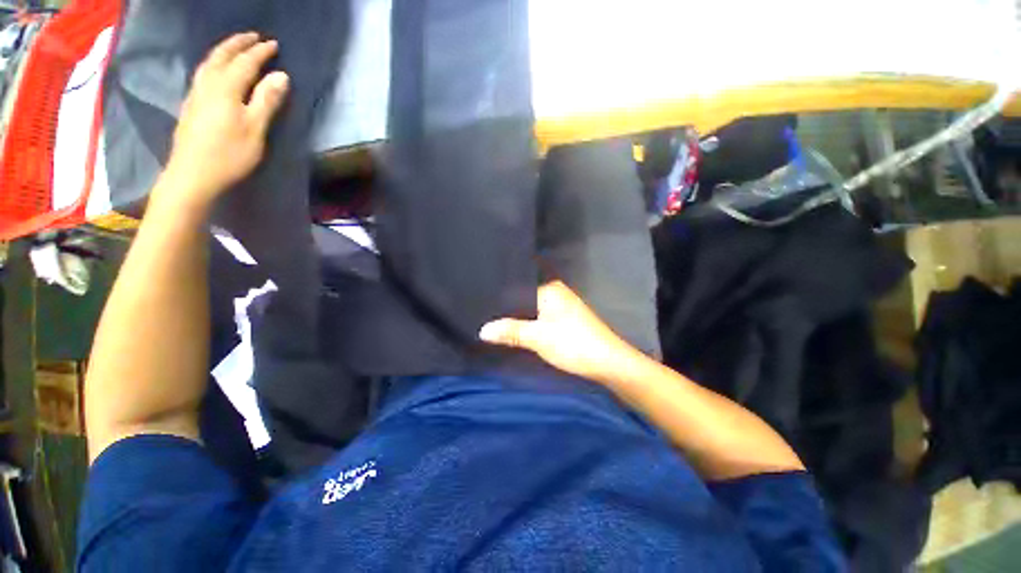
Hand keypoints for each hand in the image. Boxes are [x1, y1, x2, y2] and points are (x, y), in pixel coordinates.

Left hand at [159, 32, 288, 209]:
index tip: (274, 44)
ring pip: (209, 63)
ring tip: (236, 47)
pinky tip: (216, 68)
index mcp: (226, 88)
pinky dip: (213, 63)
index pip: (245, 62)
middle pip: (222, 56)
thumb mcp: (255, 129)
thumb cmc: (229, 154)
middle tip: (254, 36)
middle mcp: (208, 84)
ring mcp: (196, 94)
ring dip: (224, 50)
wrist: (193, 175)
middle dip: (239, 44)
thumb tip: (281, 76)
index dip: (260, 52)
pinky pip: (203, 73)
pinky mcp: (191, 105)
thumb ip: (267, 101)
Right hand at [479, 281, 644, 382]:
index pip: (520, 279)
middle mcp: (556, 291)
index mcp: (550, 288)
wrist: (608, 362)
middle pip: (526, 291)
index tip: (481, 286)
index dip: (502, 284)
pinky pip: (540, 313)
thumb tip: (483, 330)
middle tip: (483, 301)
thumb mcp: (538, 337)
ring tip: (494, 312)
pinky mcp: (565, 318)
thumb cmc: (573, 343)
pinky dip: (528, 317)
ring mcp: (562, 305)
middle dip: (508, 298)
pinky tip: (517, 324)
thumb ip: (511, 331)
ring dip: (518, 309)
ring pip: (533, 303)